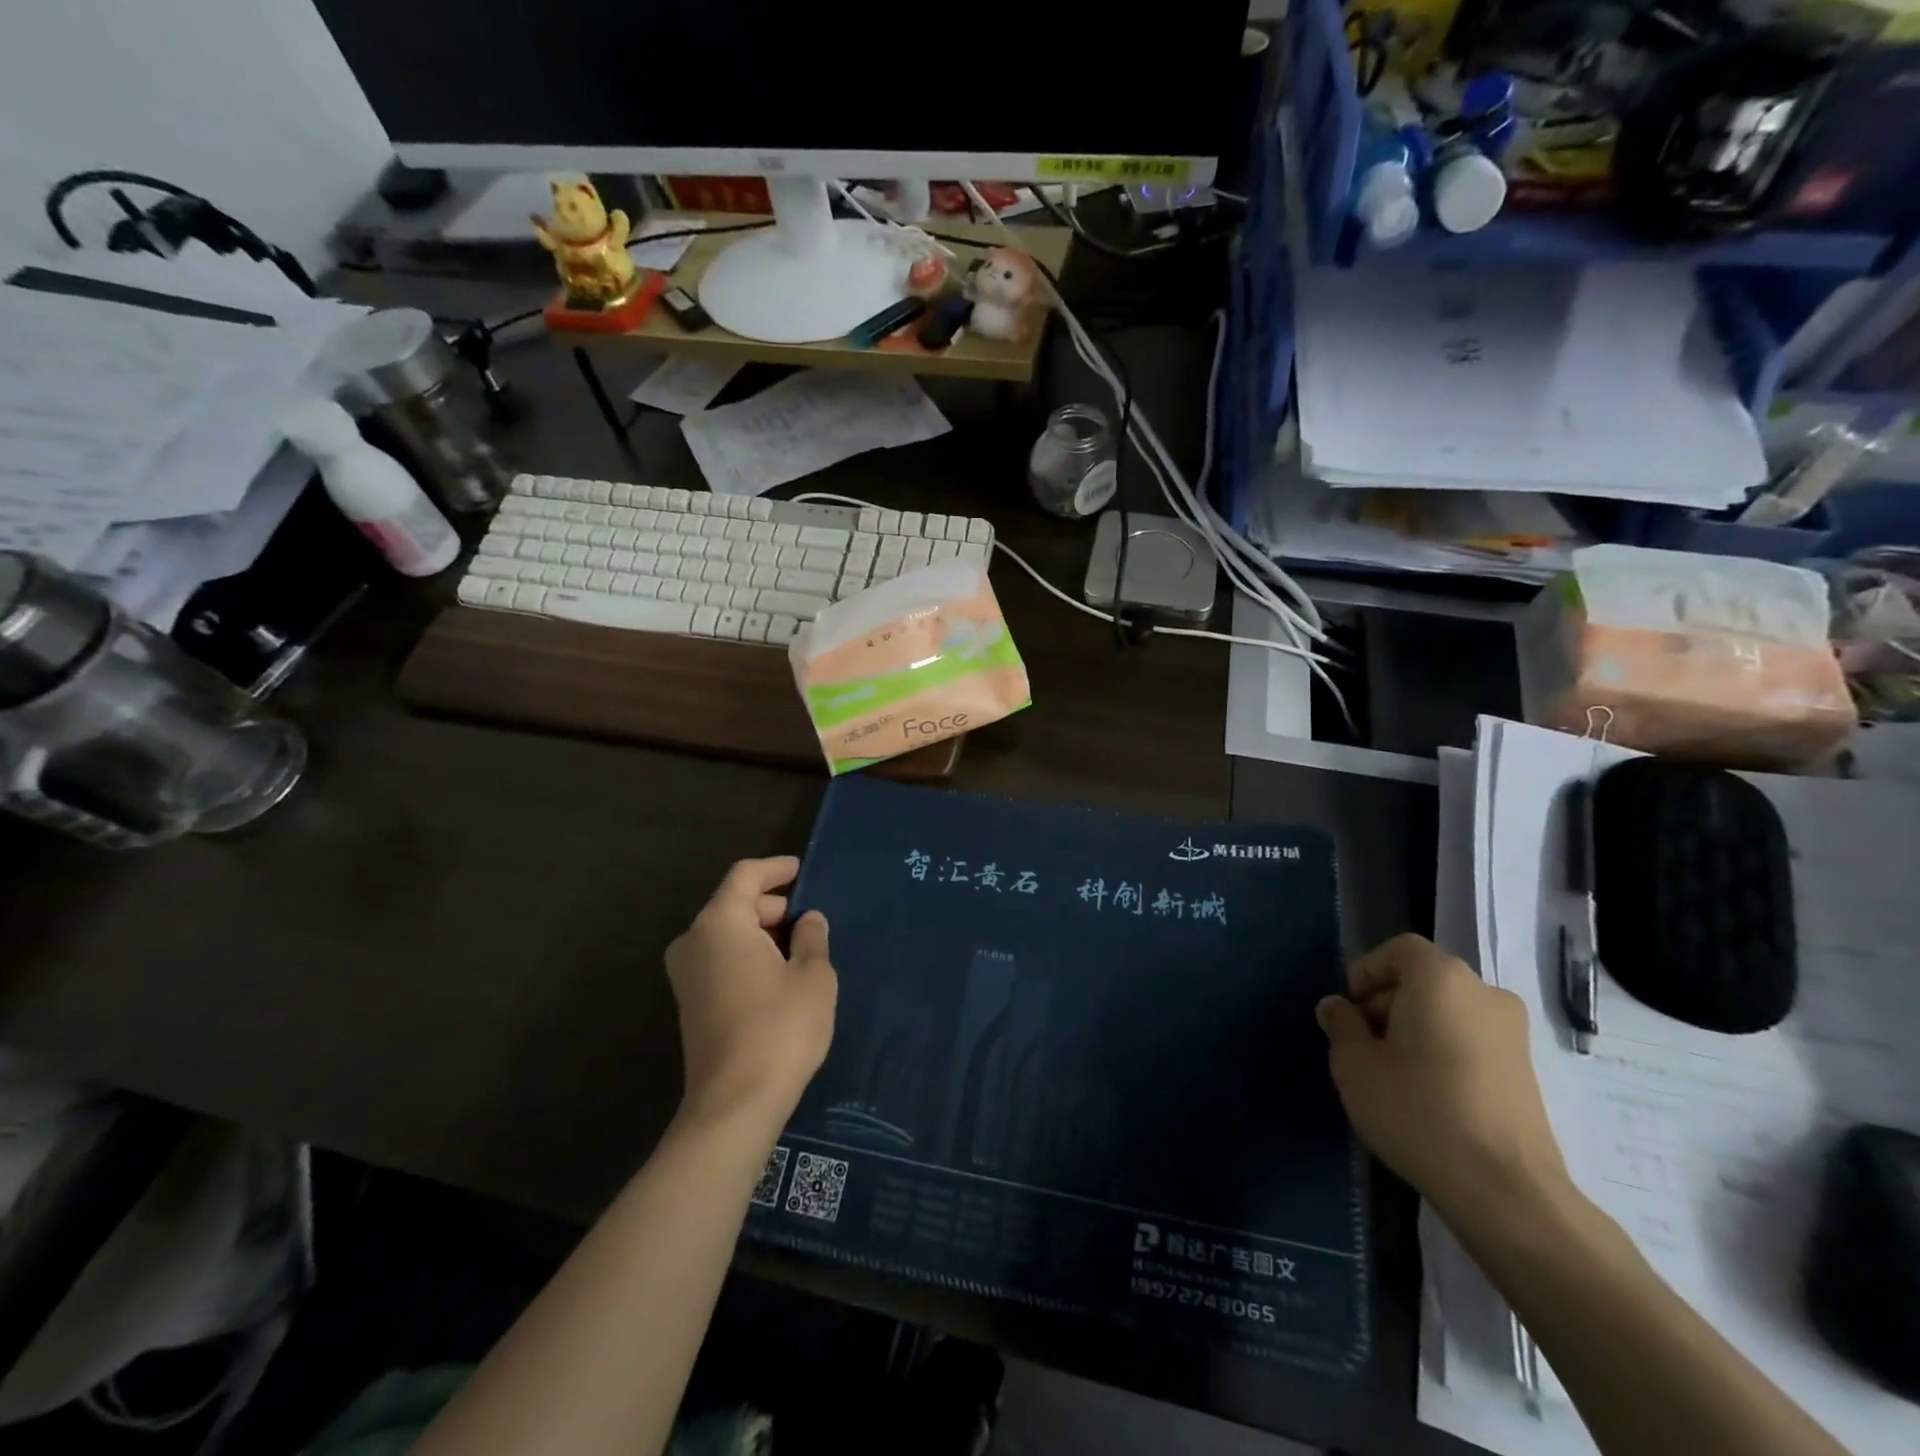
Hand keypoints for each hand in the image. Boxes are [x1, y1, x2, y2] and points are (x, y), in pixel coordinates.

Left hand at [665, 858, 836, 1132]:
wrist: (734, 1105)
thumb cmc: (780, 1028)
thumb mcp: (813, 976)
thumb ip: (813, 938)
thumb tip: (808, 920)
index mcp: (720, 923)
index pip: (745, 876)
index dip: (776, 868)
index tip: (801, 869)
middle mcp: (693, 941)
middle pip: (735, 904)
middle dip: (773, 905)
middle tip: (812, 919)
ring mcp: (686, 975)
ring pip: (728, 934)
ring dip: (762, 933)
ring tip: (802, 948)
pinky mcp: (689, 1004)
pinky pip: (721, 960)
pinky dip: (748, 955)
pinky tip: (779, 975)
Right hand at [1317, 934, 1568, 1223]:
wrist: (1506, 1191)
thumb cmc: (1418, 1110)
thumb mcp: (1355, 1064)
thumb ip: (1341, 1025)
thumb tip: (1337, 1008)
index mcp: (1442, 978)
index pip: (1398, 950)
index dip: (1366, 972)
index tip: (1348, 1011)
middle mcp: (1485, 993)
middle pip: (1424, 979)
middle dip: (1387, 1002)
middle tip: (1362, 1043)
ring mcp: (1513, 1034)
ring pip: (1448, 1011)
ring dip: (1414, 1028)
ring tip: (1391, 1072)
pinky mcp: (1527, 1071)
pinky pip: (1471, 1040)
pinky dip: (1444, 1050)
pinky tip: (1426, 1093)